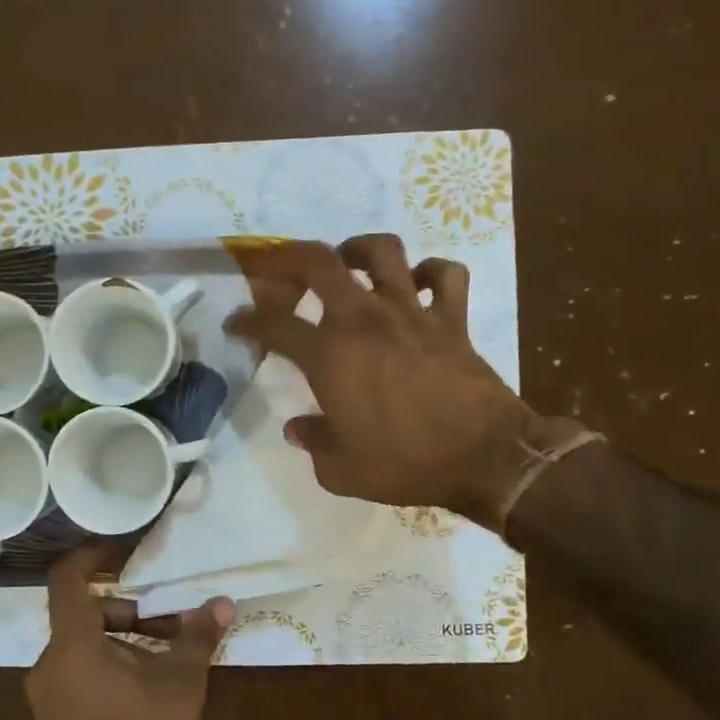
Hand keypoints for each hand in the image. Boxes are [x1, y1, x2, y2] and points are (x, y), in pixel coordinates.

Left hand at [26, 546, 234, 719]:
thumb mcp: (181, 682)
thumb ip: (198, 636)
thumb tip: (222, 604)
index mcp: (72, 644)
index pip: (67, 578)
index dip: (93, 556)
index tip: (123, 553)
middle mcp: (49, 664)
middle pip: (85, 616)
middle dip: (130, 613)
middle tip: (172, 626)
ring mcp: (46, 697)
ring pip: (84, 649)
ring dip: (125, 644)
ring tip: (169, 662)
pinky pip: (79, 677)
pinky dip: (110, 670)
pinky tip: (148, 694)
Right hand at [225, 235, 582, 530]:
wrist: (483, 456)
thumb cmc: (406, 464)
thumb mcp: (342, 471)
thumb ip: (314, 443)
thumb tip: (298, 428)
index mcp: (330, 356)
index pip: (274, 325)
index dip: (247, 321)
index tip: (236, 323)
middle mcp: (365, 320)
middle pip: (320, 262)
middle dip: (290, 257)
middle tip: (280, 268)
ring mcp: (411, 312)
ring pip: (383, 251)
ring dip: (359, 249)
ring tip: (348, 262)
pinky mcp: (452, 319)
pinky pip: (446, 275)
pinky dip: (432, 271)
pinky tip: (419, 284)